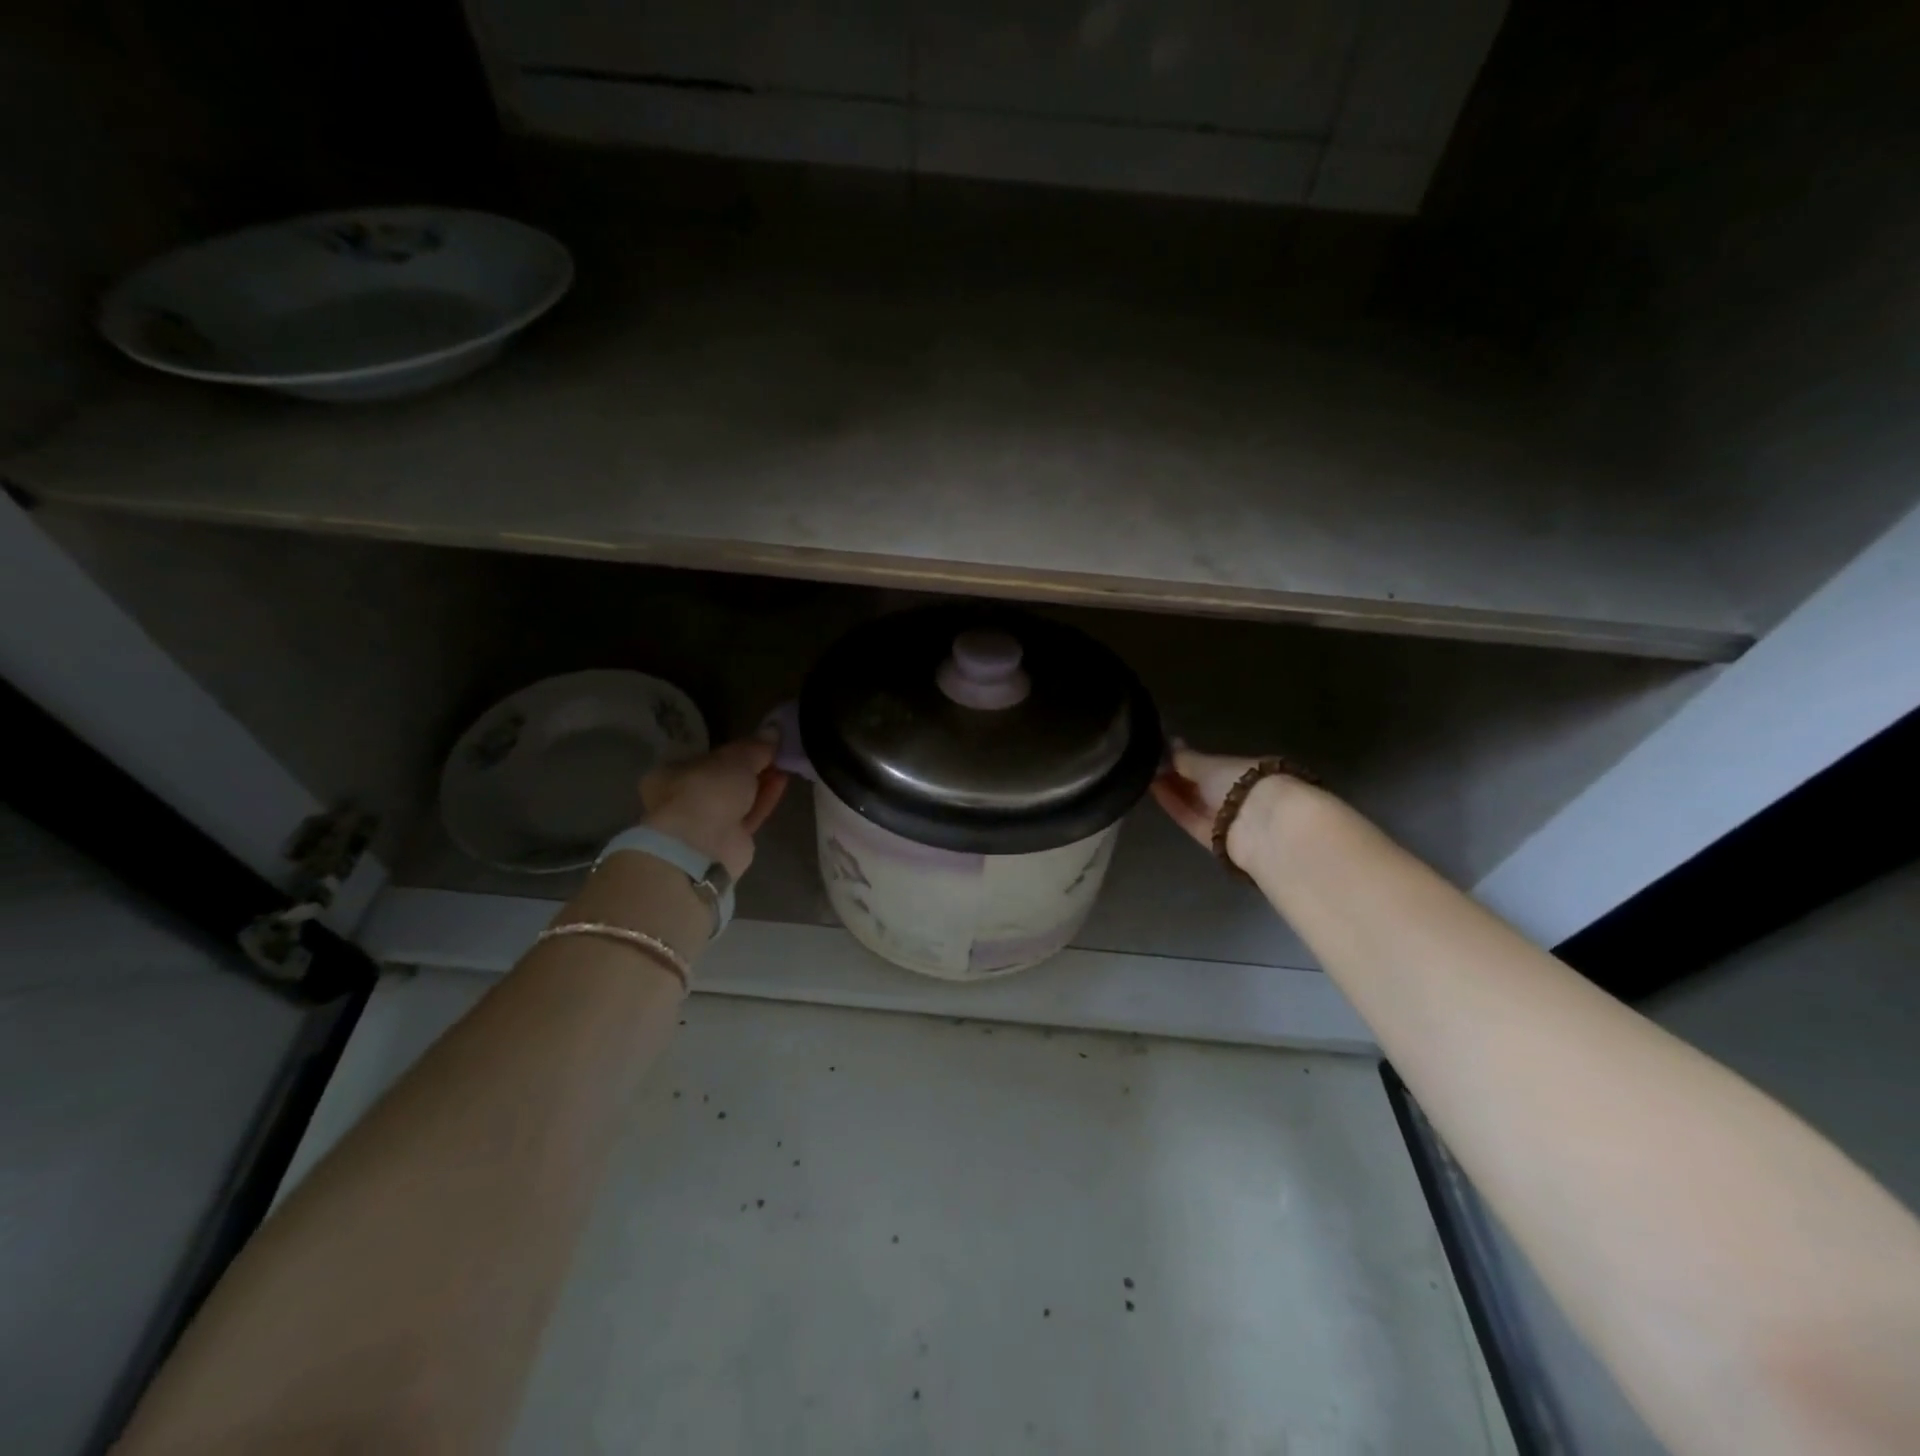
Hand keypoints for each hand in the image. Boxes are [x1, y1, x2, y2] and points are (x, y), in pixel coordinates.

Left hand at [640, 739, 788, 879]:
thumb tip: (774, 729)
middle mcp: (685, 799)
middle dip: (751, 767)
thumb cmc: (707, 791)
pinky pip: (750, 815)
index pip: (706, 758)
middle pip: (724, 779)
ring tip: (786, 764)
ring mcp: (707, 823)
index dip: (732, 750)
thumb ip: (755, 746)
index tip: (758, 743)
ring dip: (761, 782)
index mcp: (671, 775)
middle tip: (777, 753)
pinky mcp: (728, 841)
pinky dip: (765, 799)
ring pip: (738, 799)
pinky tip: (783, 781)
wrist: (703, 846)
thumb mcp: (734, 759)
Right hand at [1150, 744, 1277, 869]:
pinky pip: (1190, 818)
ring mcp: (1226, 818)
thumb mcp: (1208, 764)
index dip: (1190, 758)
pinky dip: (1174, 806)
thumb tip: (1168, 743)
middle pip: (1203, 785)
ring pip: (1195, 802)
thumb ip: (1185, 758)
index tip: (1164, 751)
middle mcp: (1238, 794)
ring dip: (1172, 789)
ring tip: (1144, 773)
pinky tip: (1153, 790)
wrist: (1260, 827)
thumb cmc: (1240, 783)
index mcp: (1247, 770)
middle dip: (1178, 775)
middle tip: (1148, 763)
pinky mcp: (1214, 839)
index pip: (1214, 764)